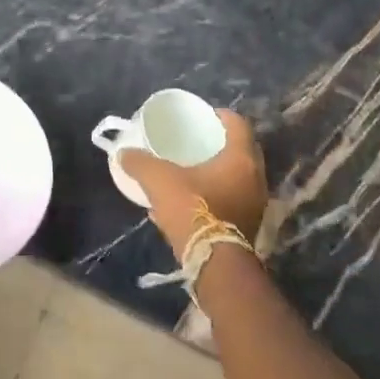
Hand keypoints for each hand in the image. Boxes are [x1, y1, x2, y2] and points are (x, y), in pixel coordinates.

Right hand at [121, 110, 268, 256]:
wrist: (213, 263)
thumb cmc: (192, 210)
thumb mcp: (159, 180)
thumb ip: (141, 163)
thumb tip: (124, 153)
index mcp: (240, 159)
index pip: (238, 124)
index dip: (222, 115)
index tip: (205, 115)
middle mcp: (255, 179)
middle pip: (242, 150)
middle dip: (221, 144)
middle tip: (199, 140)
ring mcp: (256, 204)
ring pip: (239, 178)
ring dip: (221, 172)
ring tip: (195, 170)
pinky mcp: (249, 226)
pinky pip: (235, 200)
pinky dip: (219, 194)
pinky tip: (194, 201)